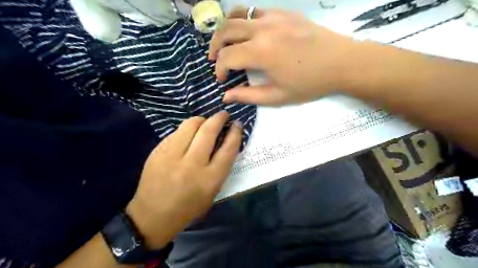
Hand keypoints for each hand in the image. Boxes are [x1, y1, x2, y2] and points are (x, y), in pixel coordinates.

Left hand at [125, 111, 240, 249]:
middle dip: (219, 118)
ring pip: (190, 125)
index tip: (237, 124)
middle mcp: (192, 164)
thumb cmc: (188, 207)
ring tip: (206, 122)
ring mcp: (172, 156)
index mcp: (210, 179)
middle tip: (224, 115)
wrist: (153, 216)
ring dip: (202, 120)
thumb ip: (221, 167)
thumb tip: (225, 141)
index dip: (236, 132)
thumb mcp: (212, 191)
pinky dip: (186, 129)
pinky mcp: (158, 151)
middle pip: (209, 131)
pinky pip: (176, 132)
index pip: (228, 148)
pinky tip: (188, 134)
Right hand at [211, 8, 360, 105]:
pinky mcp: (283, 12)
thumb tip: (226, 96)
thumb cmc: (310, 83)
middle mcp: (262, 29)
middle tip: (214, 59)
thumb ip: (249, 96)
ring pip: (237, 15)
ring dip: (225, 29)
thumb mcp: (278, 97)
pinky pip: (255, 11)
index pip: (227, 57)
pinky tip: (248, 33)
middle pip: (226, 30)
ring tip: (224, 42)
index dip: (219, 69)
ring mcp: (273, 17)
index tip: (221, 80)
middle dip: (214, 46)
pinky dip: (244, 21)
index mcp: (261, 52)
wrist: (342, 62)